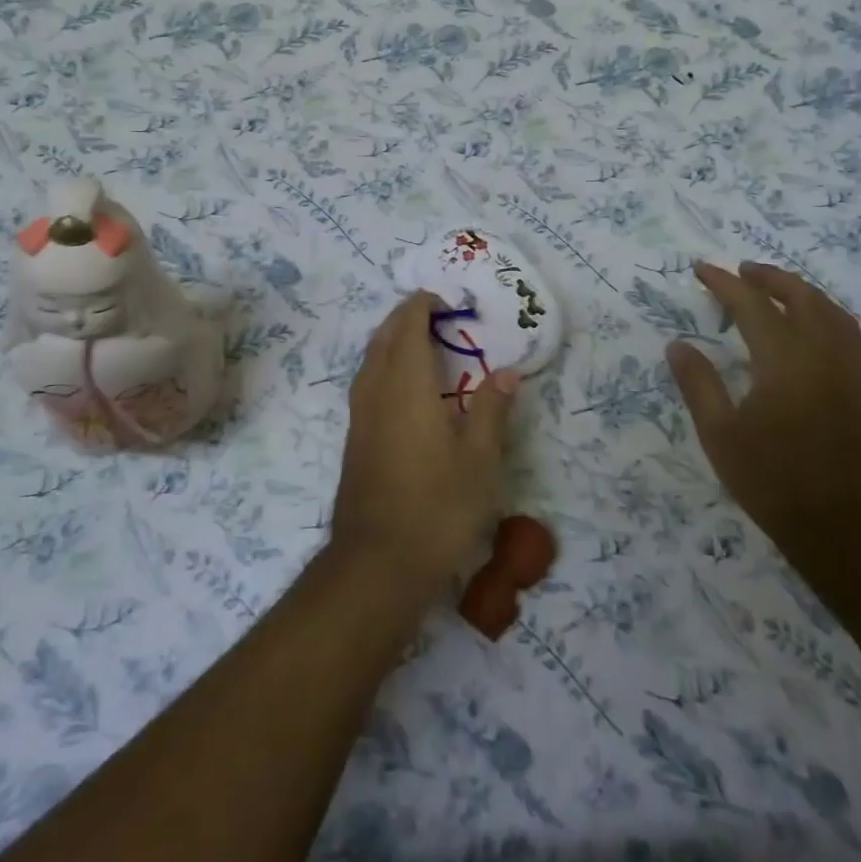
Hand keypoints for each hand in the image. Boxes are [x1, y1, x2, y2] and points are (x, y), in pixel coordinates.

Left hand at [331, 293, 515, 600]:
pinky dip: (382, 365)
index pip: (409, 328)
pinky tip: (400, 387)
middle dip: (403, 317)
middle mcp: (377, 391)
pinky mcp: (354, 439)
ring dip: (389, 339)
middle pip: (384, 338)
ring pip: (370, 360)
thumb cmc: (438, 506)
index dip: (421, 306)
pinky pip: (366, 382)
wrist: (378, 562)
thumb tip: (506, 373)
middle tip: (432, 312)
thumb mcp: (480, 459)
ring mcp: (360, 416)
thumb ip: (492, 410)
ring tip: (416, 340)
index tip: (442, 299)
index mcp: (408, 386)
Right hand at [665, 261, 860, 575]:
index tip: (701, 269)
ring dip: (802, 292)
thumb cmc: (775, 482)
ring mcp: (854, 372)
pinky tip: (810, 333)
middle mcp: (824, 355)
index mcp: (785, 360)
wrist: (851, 530)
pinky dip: (824, 316)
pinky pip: (847, 335)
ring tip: (777, 291)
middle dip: (769, 278)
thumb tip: (677, 345)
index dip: (724, 283)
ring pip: (832, 312)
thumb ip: (698, 384)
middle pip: (801, 297)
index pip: (751, 305)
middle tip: (742, 271)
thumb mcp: (720, 435)